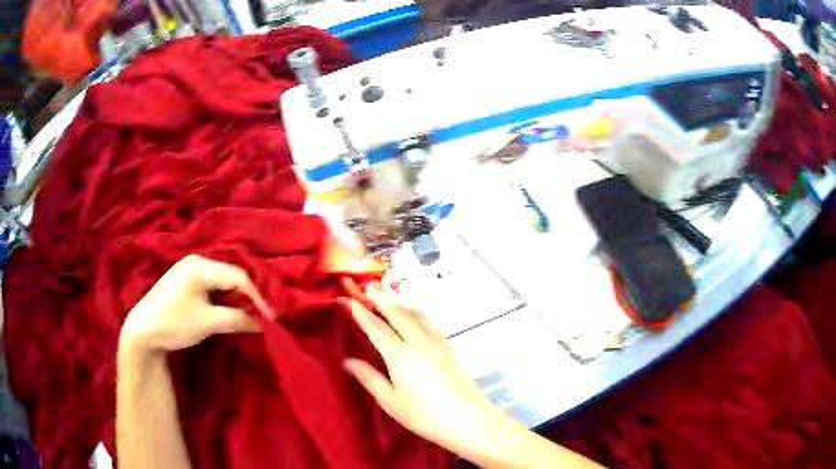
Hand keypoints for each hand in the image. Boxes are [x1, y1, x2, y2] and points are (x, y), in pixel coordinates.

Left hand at [120, 255, 272, 353]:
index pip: (237, 277)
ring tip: (249, 313)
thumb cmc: (174, 323)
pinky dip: (224, 296)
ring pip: (222, 280)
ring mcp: (189, 269)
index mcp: (200, 265)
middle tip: (262, 315)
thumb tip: (263, 323)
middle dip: (248, 295)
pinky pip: (212, 284)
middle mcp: (196, 261)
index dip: (257, 297)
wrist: (143, 331)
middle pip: (230, 275)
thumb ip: (237, 319)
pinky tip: (229, 308)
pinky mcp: (185, 280)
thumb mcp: (207, 322)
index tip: (271, 318)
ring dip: (236, 296)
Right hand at [344, 286, 506, 459]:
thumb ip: (369, 378)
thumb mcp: (390, 401)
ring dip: (400, 302)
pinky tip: (414, 315)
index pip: (376, 327)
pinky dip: (415, 312)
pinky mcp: (448, 347)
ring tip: (389, 296)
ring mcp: (436, 342)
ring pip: (416, 313)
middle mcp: (418, 341)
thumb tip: (348, 361)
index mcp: (400, 355)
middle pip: (397, 312)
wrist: (466, 418)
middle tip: (369, 287)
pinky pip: (428, 321)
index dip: (362, 313)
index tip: (350, 301)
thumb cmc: (424, 414)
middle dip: (382, 298)